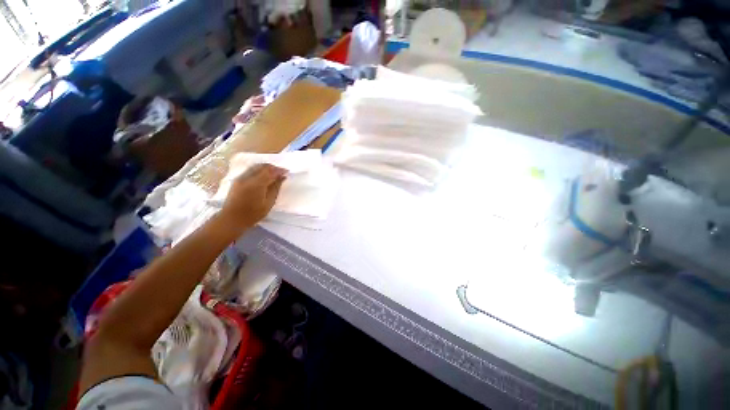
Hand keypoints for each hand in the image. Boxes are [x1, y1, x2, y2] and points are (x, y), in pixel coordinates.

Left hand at [218, 164, 286, 233]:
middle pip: (262, 166)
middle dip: (273, 167)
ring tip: (273, 173)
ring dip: (266, 168)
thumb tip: (282, 177)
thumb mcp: (269, 203)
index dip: (280, 170)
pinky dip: (259, 170)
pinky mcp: (237, 180)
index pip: (270, 171)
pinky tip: (263, 176)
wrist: (232, 218)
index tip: (287, 171)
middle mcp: (248, 177)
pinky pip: (250, 170)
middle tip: (281, 172)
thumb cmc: (253, 214)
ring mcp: (241, 177)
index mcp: (257, 184)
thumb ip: (276, 188)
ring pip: (256, 166)